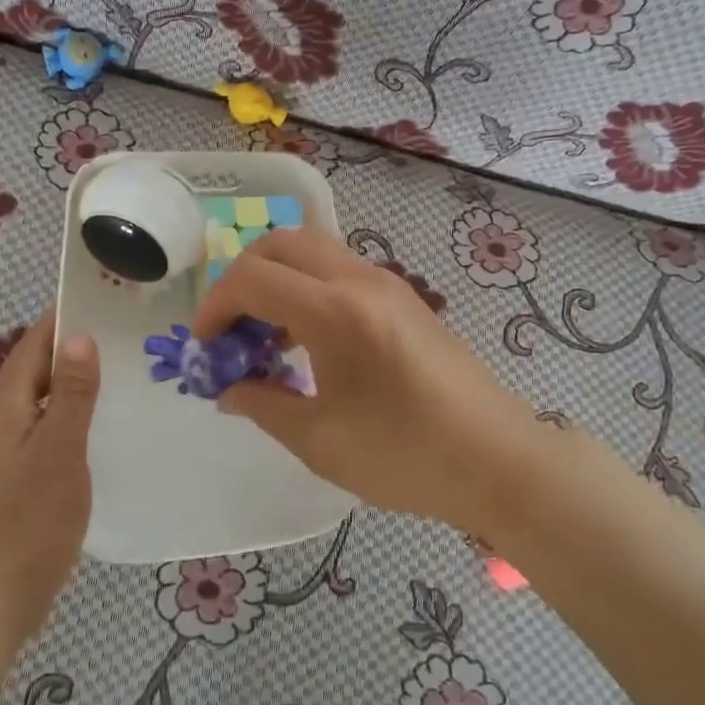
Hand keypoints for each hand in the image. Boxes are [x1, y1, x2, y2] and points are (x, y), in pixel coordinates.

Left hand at [0, 313, 99, 633]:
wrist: (0, 590)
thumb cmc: (32, 516)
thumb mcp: (60, 449)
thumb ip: (73, 393)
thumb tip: (79, 336)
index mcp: (5, 406)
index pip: (32, 344)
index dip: (60, 317)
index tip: (99, 295)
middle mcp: (2, 419)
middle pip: (37, 368)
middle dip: (73, 345)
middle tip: (123, 330)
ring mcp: (10, 449)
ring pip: (45, 398)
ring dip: (76, 380)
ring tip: (122, 368)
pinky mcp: (22, 473)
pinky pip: (50, 426)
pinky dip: (75, 413)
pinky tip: (104, 423)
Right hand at [192, 229, 539, 526]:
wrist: (498, 461)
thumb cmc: (405, 456)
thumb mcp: (319, 441)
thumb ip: (262, 405)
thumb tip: (229, 389)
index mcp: (335, 313)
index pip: (252, 279)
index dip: (215, 307)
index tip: (206, 347)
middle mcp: (361, 281)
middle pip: (280, 243)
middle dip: (241, 278)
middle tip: (231, 329)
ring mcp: (388, 284)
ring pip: (313, 251)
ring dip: (277, 280)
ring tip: (267, 339)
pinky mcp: (405, 299)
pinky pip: (340, 271)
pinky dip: (308, 289)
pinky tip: (309, 343)